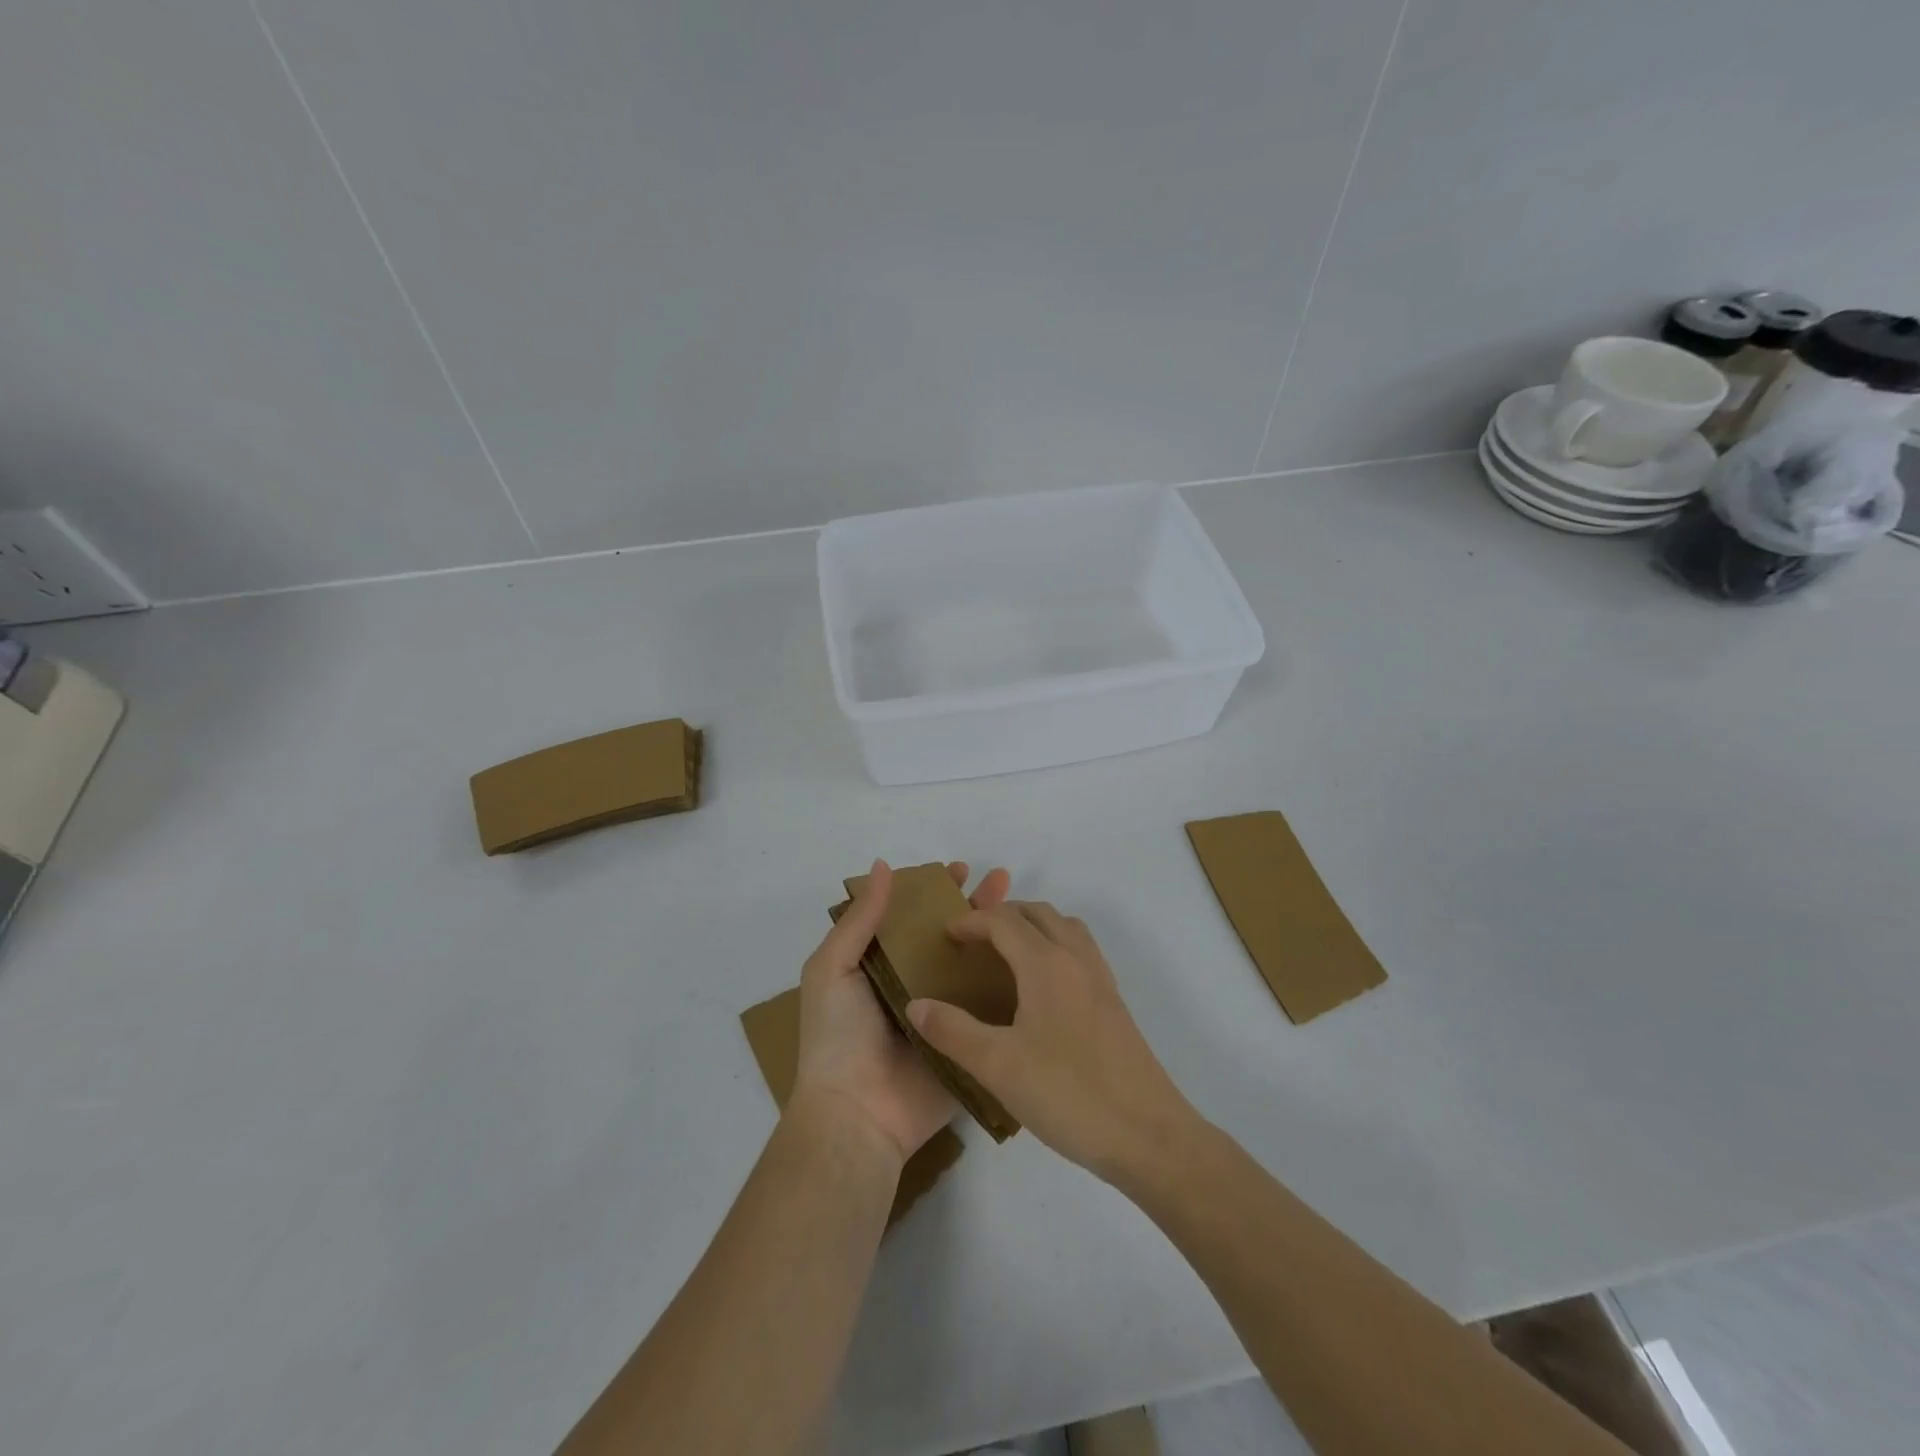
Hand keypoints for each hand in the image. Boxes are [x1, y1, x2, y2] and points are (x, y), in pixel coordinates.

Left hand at [793, 859, 1010, 1162]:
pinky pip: (991, 1008)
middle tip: (1002, 881)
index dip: (934, 891)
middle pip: (950, 936)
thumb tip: (883, 866)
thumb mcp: (832, 968)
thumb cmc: (838, 1036)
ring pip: (975, 966)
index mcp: (880, 965)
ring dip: (998, 938)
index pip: (912, 917)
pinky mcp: (968, 1040)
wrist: (858, 1115)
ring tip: (1025, 911)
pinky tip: (1036, 959)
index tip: (959, 870)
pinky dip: (1011, 984)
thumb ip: (859, 920)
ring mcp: (945, 1012)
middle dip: (974, 907)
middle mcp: (915, 983)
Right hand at [906, 903, 1196, 1180]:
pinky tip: (1042, 989)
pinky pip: (1081, 951)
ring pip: (1065, 928)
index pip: (1004, 921)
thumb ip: (952, 1031)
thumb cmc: (1069, 1094)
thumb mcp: (998, 1066)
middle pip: (1038, 913)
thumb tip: (915, 1004)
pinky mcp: (1115, 1004)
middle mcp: (1076, 959)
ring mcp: (1101, 980)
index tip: (945, 936)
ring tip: (1007, 955)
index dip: (971, 921)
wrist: (1148, 1135)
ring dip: (1034, 927)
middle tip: (973, 940)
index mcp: (1046, 963)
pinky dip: (1056, 947)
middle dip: (1002, 916)